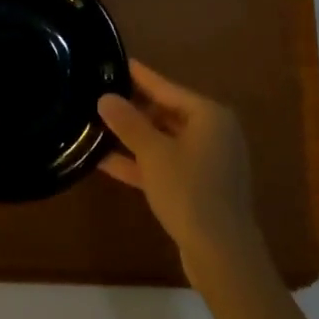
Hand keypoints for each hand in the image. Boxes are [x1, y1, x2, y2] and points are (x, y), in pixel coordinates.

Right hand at [98, 61, 257, 266]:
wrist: (222, 256)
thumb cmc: (189, 191)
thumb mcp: (153, 153)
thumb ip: (128, 123)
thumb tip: (105, 97)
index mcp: (209, 115)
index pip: (166, 87)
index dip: (139, 76)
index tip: (116, 62)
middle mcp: (213, 133)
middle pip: (166, 113)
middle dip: (132, 110)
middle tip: (99, 97)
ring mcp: (208, 163)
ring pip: (164, 141)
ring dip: (133, 139)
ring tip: (96, 127)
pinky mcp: (200, 188)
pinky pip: (166, 165)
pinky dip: (142, 163)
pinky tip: (106, 161)